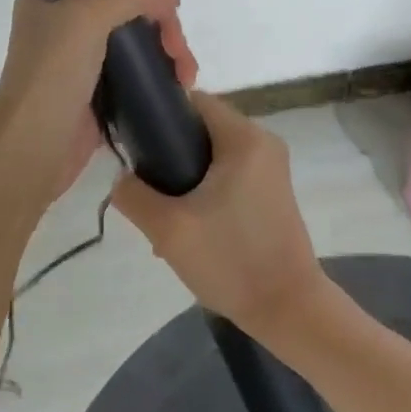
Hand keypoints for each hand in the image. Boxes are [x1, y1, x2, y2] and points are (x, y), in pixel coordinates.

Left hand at [0, 0, 195, 213]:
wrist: (31, 150)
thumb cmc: (52, 75)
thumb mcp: (87, 15)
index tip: (171, 15)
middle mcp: (62, 23)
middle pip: (129, 10)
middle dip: (163, 28)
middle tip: (180, 57)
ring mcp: (78, 60)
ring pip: (135, 42)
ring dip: (166, 53)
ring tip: (185, 79)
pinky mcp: (93, 94)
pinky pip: (133, 74)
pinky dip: (157, 76)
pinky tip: (175, 87)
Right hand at [111, 92, 327, 340]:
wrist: (289, 311)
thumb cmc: (231, 261)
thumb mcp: (168, 229)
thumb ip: (133, 195)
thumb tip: (121, 177)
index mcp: (244, 137)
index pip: (193, 100)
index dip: (161, 117)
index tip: (137, 146)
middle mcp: (263, 141)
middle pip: (203, 127)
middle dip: (171, 153)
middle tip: (149, 189)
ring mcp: (272, 167)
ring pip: (215, 153)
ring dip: (188, 176)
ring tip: (166, 213)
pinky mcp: (273, 190)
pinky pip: (231, 172)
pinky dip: (208, 188)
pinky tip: (192, 224)